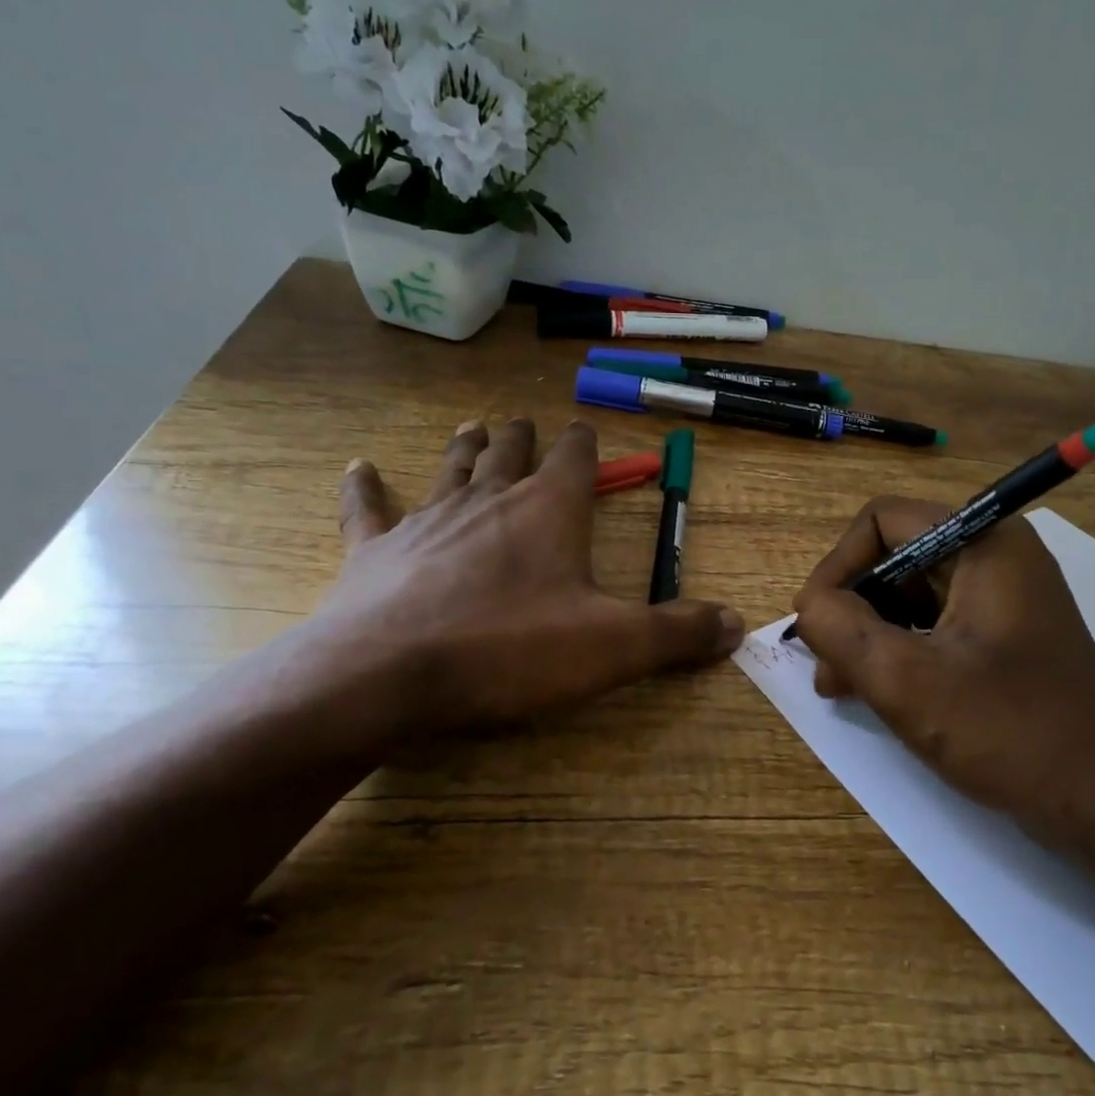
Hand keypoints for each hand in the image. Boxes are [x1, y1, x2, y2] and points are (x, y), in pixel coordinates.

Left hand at [283, 417, 742, 757]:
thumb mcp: (613, 647)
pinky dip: (365, 487)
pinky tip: (358, 466)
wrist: (390, 674)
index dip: (582, 442)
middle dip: (522, 436)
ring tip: (473, 425)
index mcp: (548, 511)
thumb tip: (736, 625)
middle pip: (509, 453)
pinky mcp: (374, 550)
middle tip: (524, 421)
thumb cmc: (511, 651)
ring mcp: (426, 520)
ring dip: (465, 447)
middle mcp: (489, 500)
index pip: (573, 459)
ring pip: (451, 469)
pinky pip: (369, 508)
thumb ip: (677, 632)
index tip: (583, 429)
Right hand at [793, 498, 1094, 856]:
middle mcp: (996, 557)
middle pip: (895, 557)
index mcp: (984, 544)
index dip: (839, 565)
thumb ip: (840, 629)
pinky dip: (898, 650)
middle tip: (825, 664)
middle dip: (851, 607)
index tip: (816, 621)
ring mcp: (1003, 599)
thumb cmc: (1006, 731)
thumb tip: (809, 605)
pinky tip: (875, 691)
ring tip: (840, 686)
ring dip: (868, 634)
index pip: (883, 521)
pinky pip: (933, 625)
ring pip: (910, 595)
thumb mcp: (905, 679)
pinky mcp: (1004, 637)